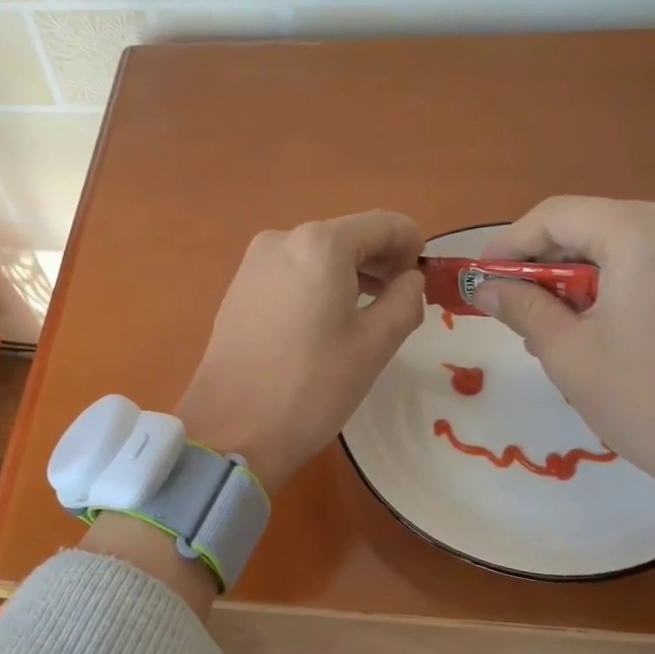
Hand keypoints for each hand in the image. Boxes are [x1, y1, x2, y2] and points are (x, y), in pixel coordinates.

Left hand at [175, 210, 425, 492]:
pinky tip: (326, 323)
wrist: (230, 429)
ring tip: (369, 315)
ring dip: (350, 274)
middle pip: (348, 236)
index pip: (384, 224)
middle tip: (401, 301)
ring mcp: (253, 263)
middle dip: (381, 261)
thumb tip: (410, 280)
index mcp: (320, 244)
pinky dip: (318, 286)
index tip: (424, 281)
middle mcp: (282, 239)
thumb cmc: (311, 388)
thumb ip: (405, 300)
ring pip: (318, 255)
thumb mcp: (374, 345)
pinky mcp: (238, 289)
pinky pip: (291, 273)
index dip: (413, 246)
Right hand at [477, 198, 654, 547]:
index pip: (557, 215)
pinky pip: (652, 260)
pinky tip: (597, 324)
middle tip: (511, 306)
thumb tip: (483, 287)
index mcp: (645, 232)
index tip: (479, 278)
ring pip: (620, 243)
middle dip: (544, 262)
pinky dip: (615, 282)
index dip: (509, 244)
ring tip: (550, 325)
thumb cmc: (647, 401)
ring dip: (577, 275)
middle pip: (591, 224)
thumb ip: (521, 307)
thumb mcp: (568, 352)